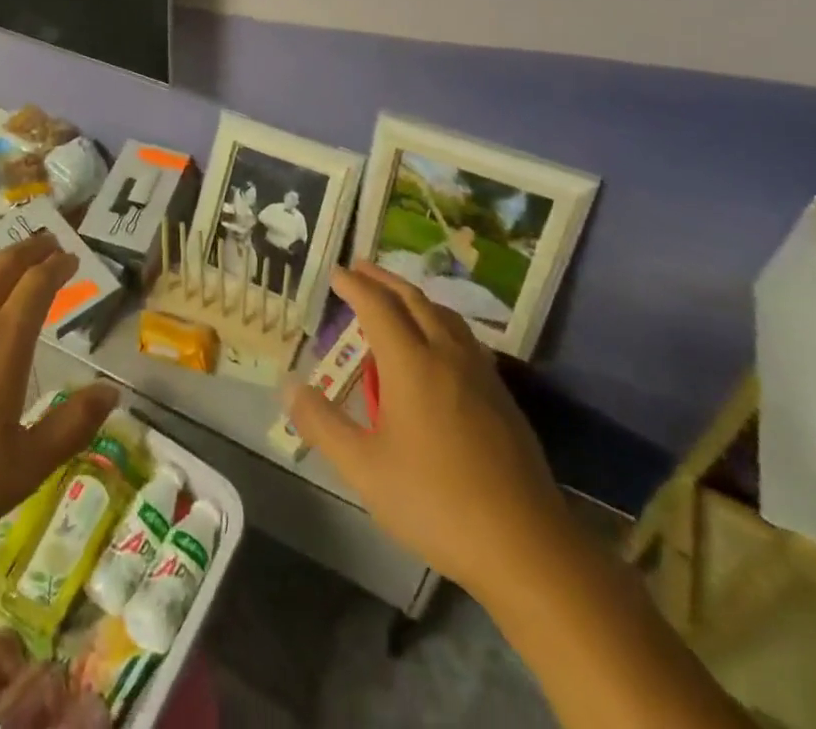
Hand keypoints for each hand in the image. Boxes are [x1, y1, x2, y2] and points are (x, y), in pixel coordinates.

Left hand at [0, 236, 117, 567]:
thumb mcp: (26, 468)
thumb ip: (72, 426)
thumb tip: (111, 391)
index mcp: (1, 345)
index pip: (36, 285)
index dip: (57, 266)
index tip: (71, 258)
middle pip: (1, 267)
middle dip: (29, 250)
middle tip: (47, 243)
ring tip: (6, 263)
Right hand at [288, 262, 572, 600]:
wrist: (526, 547)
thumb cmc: (435, 503)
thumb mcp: (364, 469)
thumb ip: (323, 424)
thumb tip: (290, 387)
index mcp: (412, 364)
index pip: (378, 307)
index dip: (355, 286)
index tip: (336, 272)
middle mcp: (447, 356)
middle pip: (414, 300)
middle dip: (384, 280)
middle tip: (361, 268)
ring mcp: (481, 375)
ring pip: (446, 317)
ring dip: (416, 298)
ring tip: (397, 299)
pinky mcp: (503, 398)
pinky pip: (465, 339)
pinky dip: (441, 323)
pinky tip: (440, 346)